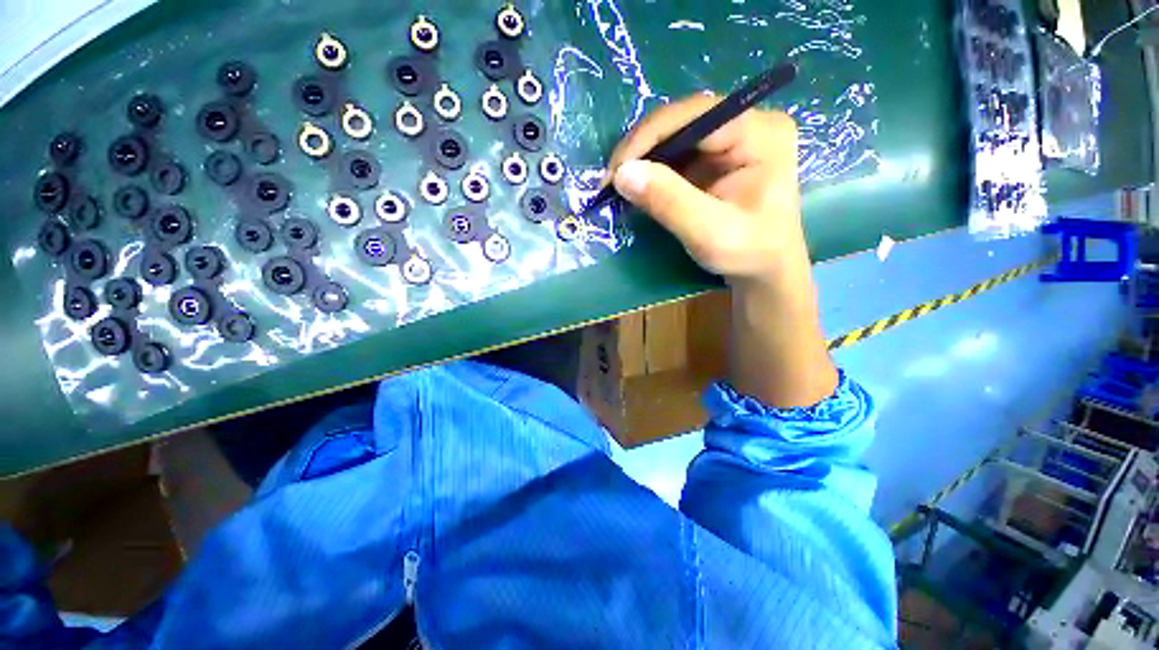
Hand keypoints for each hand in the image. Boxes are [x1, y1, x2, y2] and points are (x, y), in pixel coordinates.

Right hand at [608, 94, 806, 282]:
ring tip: (619, 185)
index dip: (650, 135)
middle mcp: (748, 125)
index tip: (616, 169)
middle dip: (642, 149)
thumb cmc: (747, 253)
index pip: (696, 115)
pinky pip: (677, 154)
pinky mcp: (717, 158)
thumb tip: (622, 173)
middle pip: (683, 121)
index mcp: (760, 133)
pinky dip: (652, 170)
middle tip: (612, 180)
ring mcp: (731, 140)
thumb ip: (669, 202)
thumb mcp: (709, 233)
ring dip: (643, 159)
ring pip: (675, 136)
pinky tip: (638, 186)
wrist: (764, 270)